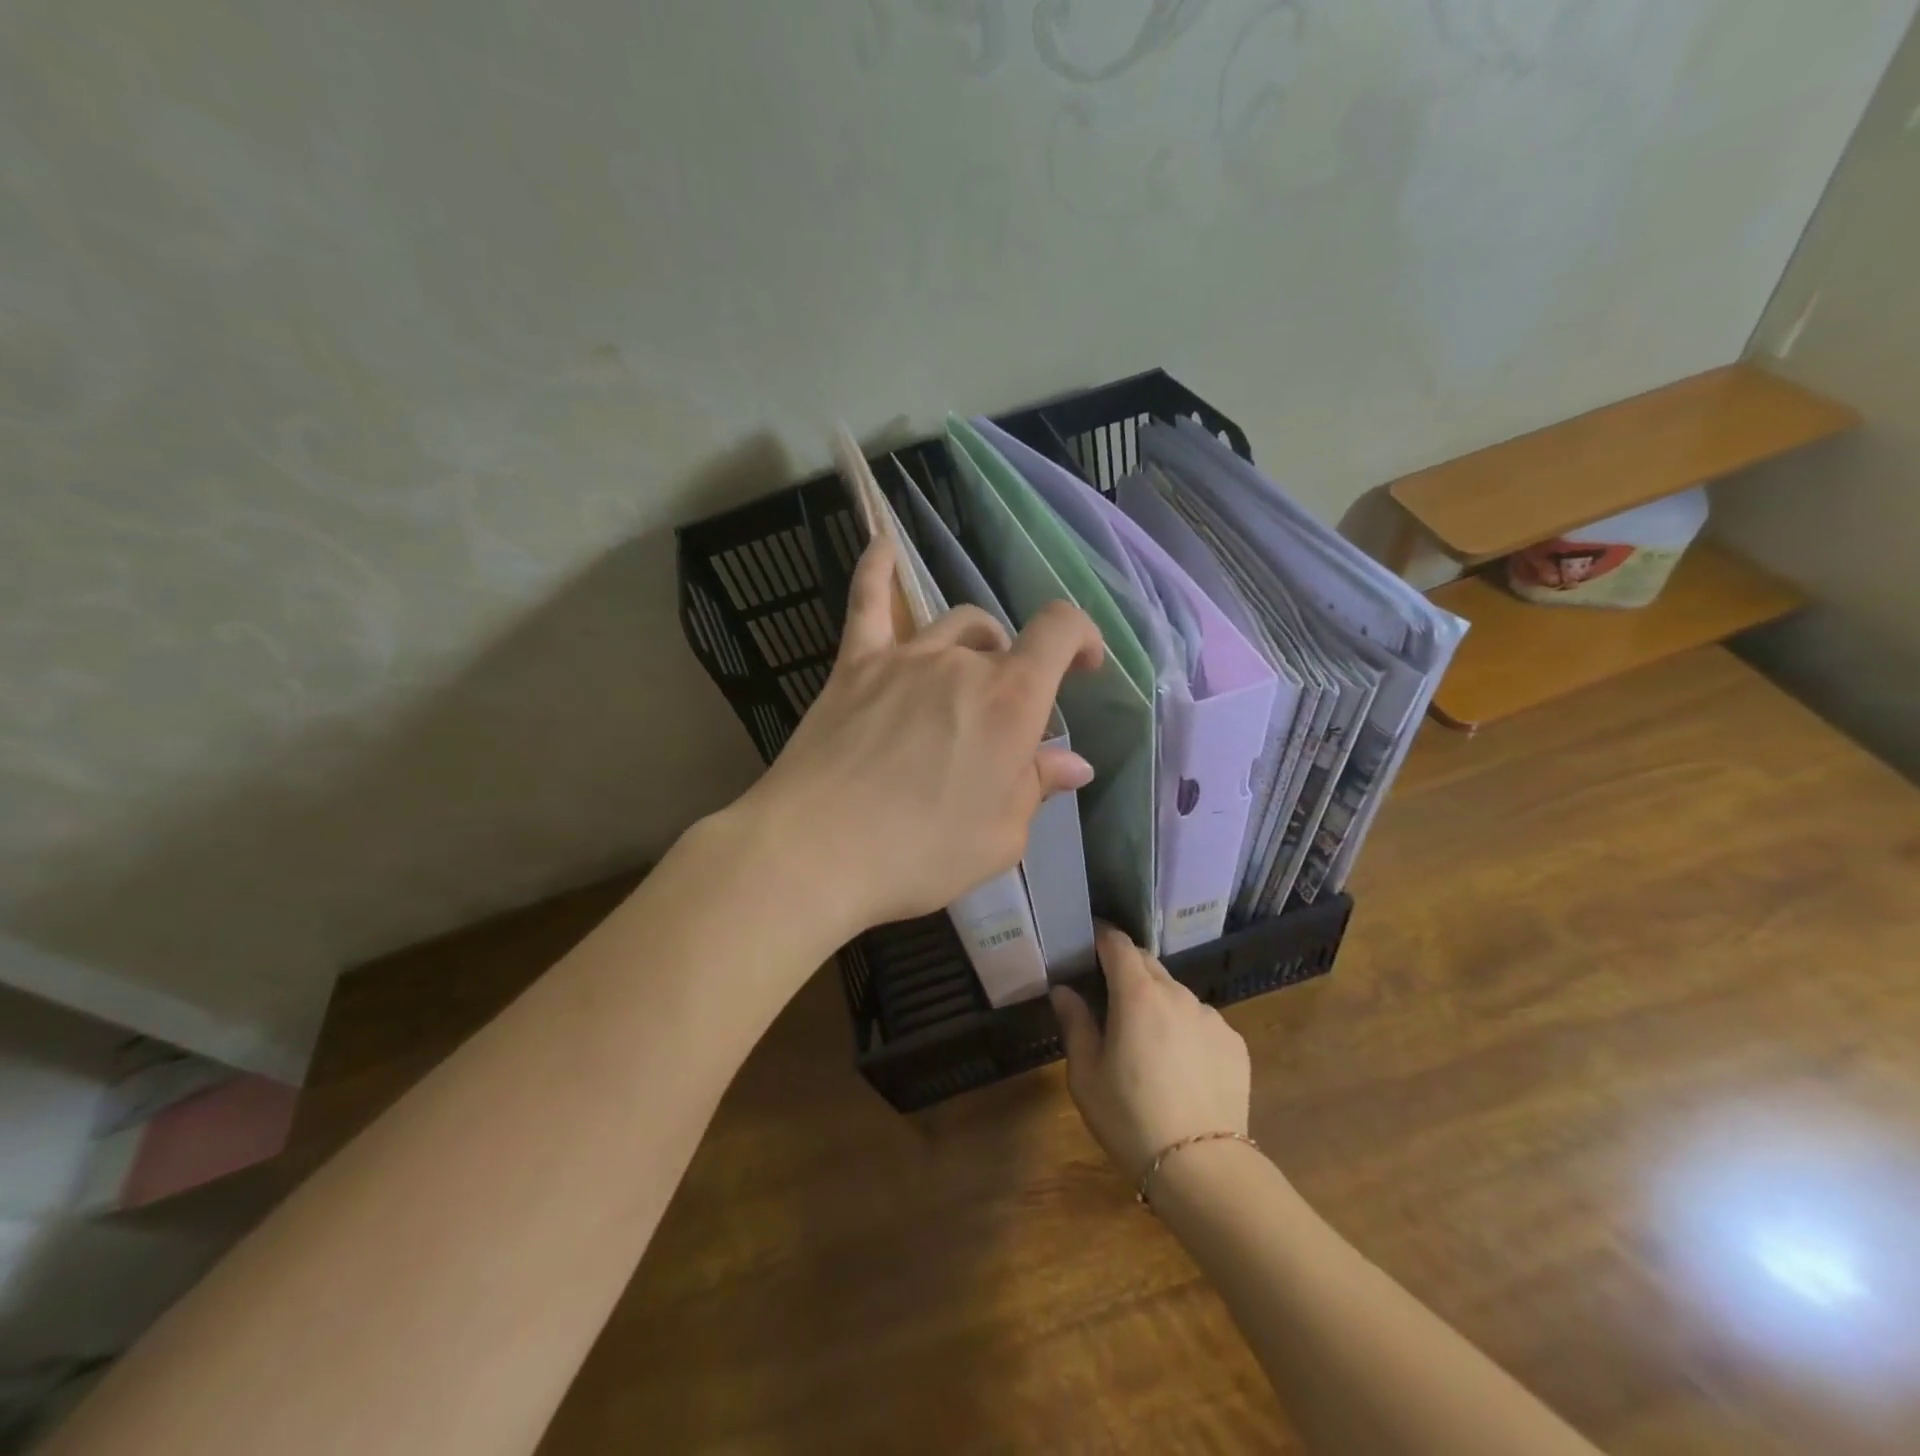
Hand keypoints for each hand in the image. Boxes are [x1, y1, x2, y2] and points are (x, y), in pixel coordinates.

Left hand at [742, 536, 1102, 934]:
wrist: (815, 851)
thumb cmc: (921, 853)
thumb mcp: (1000, 836)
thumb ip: (1037, 787)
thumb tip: (1075, 762)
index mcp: (1010, 700)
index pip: (1060, 631)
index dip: (1082, 637)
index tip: (1085, 666)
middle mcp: (961, 663)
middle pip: (1002, 641)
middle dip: (1016, 672)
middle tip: (1001, 726)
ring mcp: (903, 657)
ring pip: (952, 624)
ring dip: (973, 643)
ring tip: (968, 676)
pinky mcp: (854, 665)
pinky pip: (868, 602)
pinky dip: (878, 568)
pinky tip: (883, 542)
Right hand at [1052, 925, 1250, 1180]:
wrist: (1202, 1167)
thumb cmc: (1130, 1117)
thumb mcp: (1086, 1074)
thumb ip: (1075, 1023)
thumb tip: (1063, 990)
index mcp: (1137, 994)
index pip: (1118, 944)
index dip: (1101, 937)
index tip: (1088, 944)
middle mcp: (1178, 993)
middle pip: (1148, 965)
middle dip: (1127, 971)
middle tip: (1110, 997)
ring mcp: (1211, 1017)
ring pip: (1176, 995)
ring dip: (1158, 1003)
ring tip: (1148, 1042)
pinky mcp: (1235, 1043)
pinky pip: (1202, 1022)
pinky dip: (1186, 1029)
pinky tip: (1182, 1067)